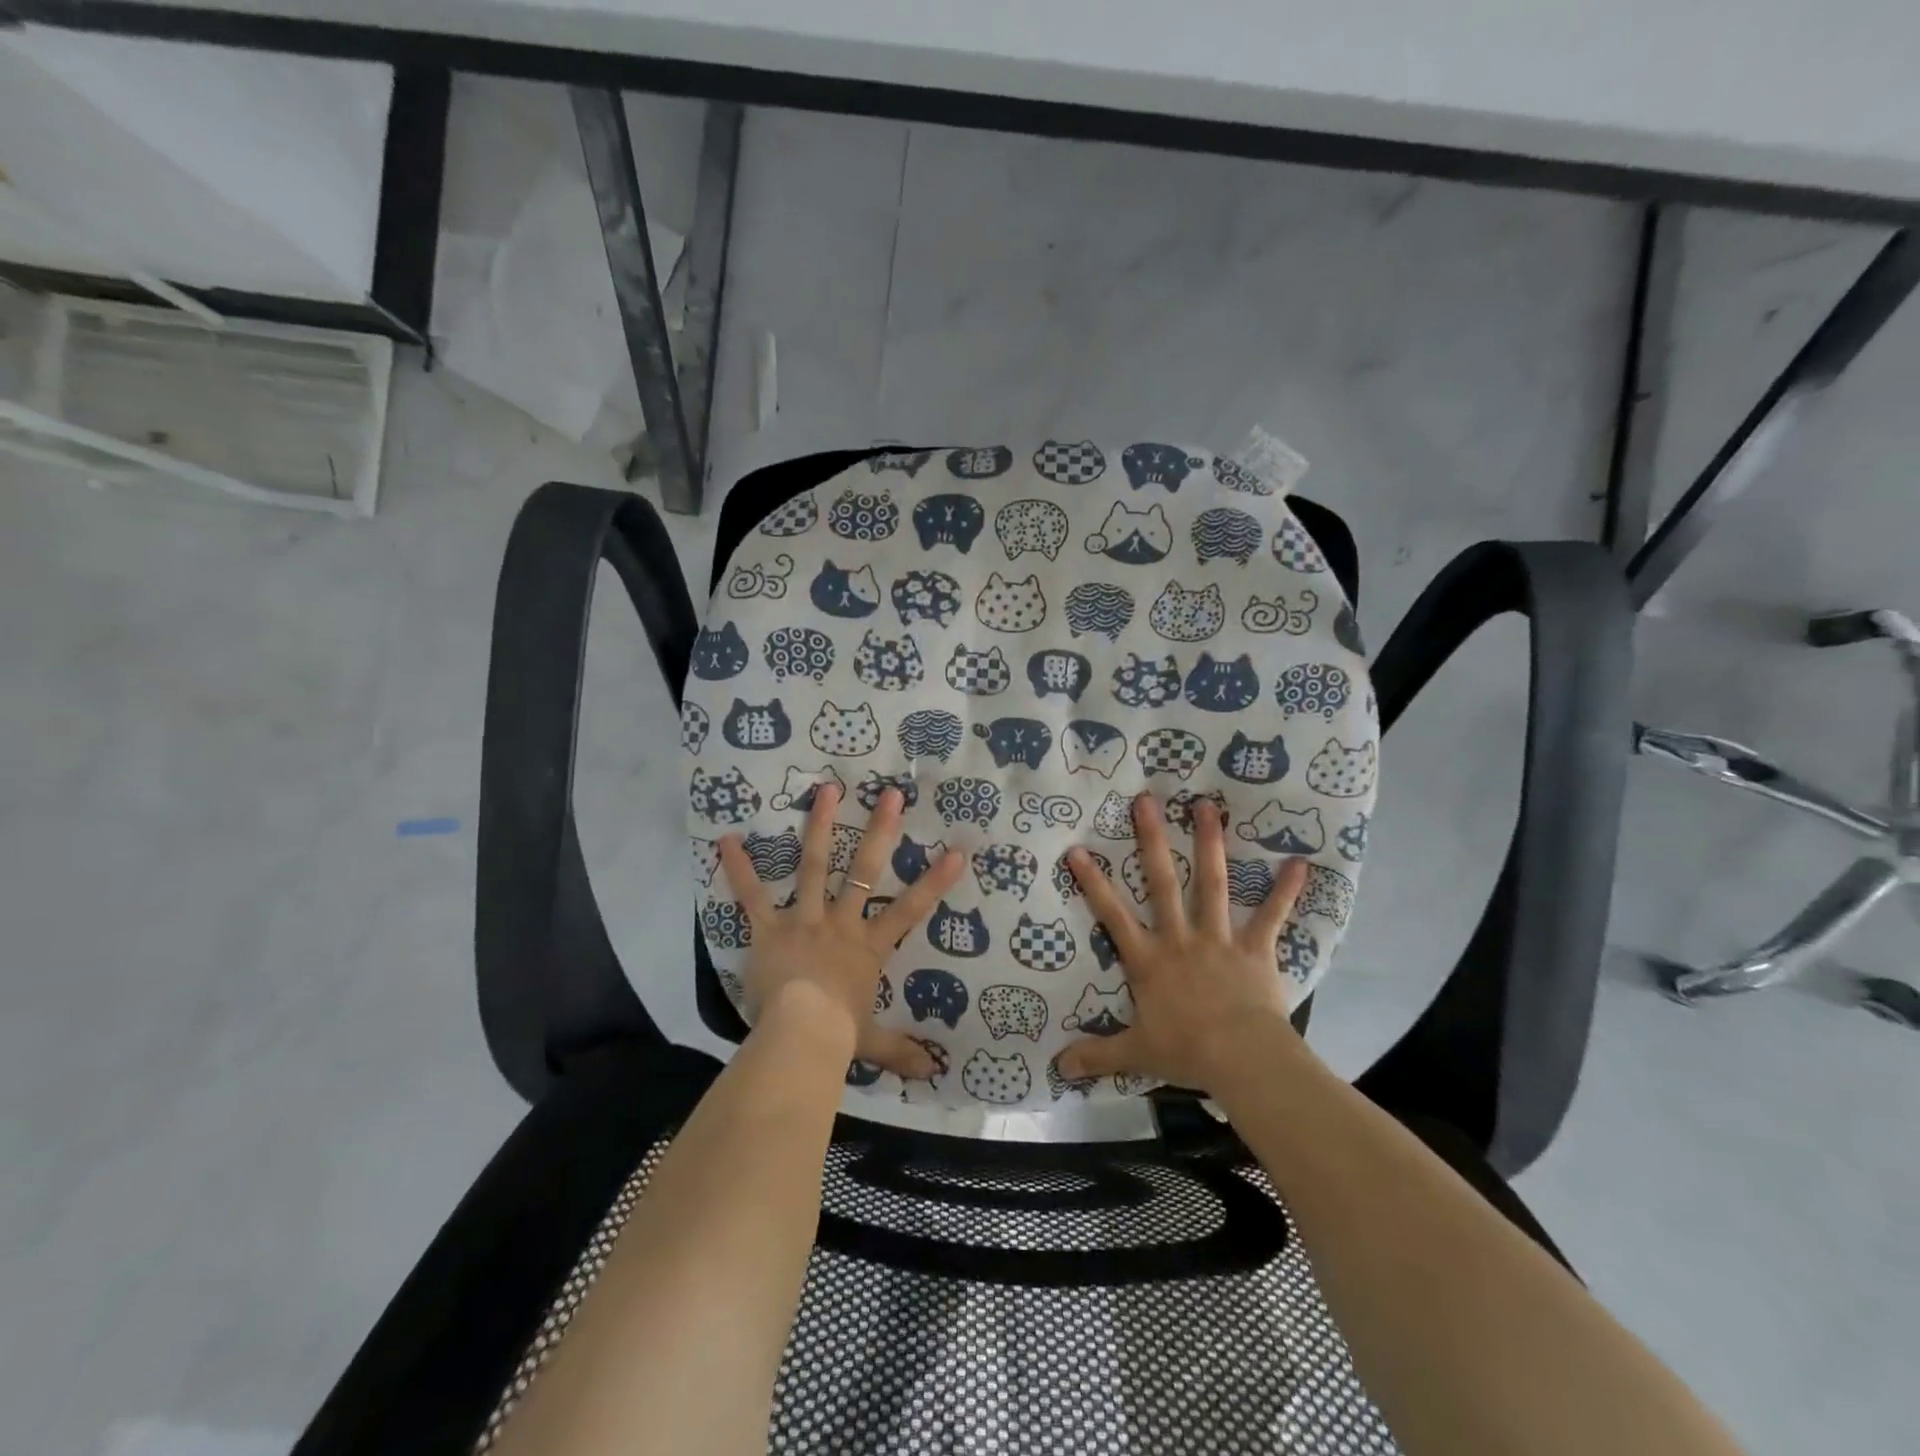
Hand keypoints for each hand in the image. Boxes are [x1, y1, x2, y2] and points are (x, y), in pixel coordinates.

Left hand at [719, 785, 964, 1078]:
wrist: (801, 1038)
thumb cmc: (838, 1037)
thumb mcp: (873, 1042)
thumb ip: (901, 1051)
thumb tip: (933, 1071)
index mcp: (868, 947)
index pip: (910, 910)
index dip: (935, 882)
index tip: (956, 851)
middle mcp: (841, 922)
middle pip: (865, 869)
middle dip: (880, 831)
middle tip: (890, 795)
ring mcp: (805, 919)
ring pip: (814, 865)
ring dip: (820, 826)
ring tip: (826, 790)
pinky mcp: (770, 928)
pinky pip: (752, 896)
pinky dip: (738, 868)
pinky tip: (725, 839)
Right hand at [1057, 794, 1308, 1092]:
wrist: (1243, 1060)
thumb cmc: (1187, 1052)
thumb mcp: (1135, 1053)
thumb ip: (1097, 1055)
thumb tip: (1057, 1068)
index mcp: (1148, 959)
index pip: (1112, 915)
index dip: (1093, 882)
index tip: (1078, 849)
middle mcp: (1180, 938)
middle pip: (1162, 882)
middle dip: (1152, 840)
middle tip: (1146, 801)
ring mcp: (1219, 939)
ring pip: (1212, 883)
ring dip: (1210, 844)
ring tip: (1206, 807)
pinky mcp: (1255, 949)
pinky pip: (1272, 915)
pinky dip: (1285, 890)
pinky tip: (1299, 862)